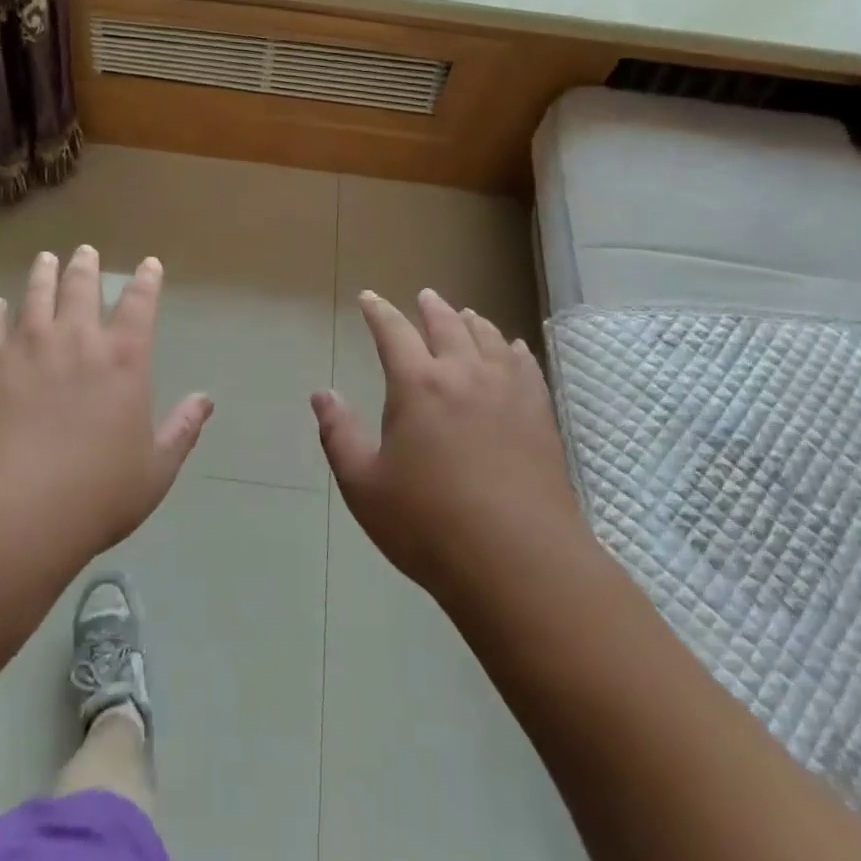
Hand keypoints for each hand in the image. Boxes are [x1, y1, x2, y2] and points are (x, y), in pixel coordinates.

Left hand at [0, 246, 212, 560]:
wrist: (14, 511)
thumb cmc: (96, 495)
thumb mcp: (155, 470)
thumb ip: (182, 430)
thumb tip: (206, 400)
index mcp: (123, 359)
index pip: (140, 305)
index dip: (146, 281)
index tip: (148, 264)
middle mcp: (77, 340)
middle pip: (82, 287)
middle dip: (87, 265)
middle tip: (85, 251)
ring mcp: (28, 347)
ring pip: (37, 295)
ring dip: (43, 274)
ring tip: (45, 259)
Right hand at [312, 288, 588, 606]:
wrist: (520, 563)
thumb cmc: (430, 525)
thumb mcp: (365, 486)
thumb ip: (339, 435)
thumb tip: (321, 394)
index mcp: (417, 385)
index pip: (393, 332)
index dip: (378, 311)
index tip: (368, 298)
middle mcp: (463, 374)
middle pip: (447, 325)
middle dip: (431, 307)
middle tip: (424, 296)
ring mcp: (507, 391)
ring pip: (488, 338)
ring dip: (471, 322)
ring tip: (465, 314)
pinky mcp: (539, 414)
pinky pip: (525, 365)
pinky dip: (513, 348)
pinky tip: (513, 348)